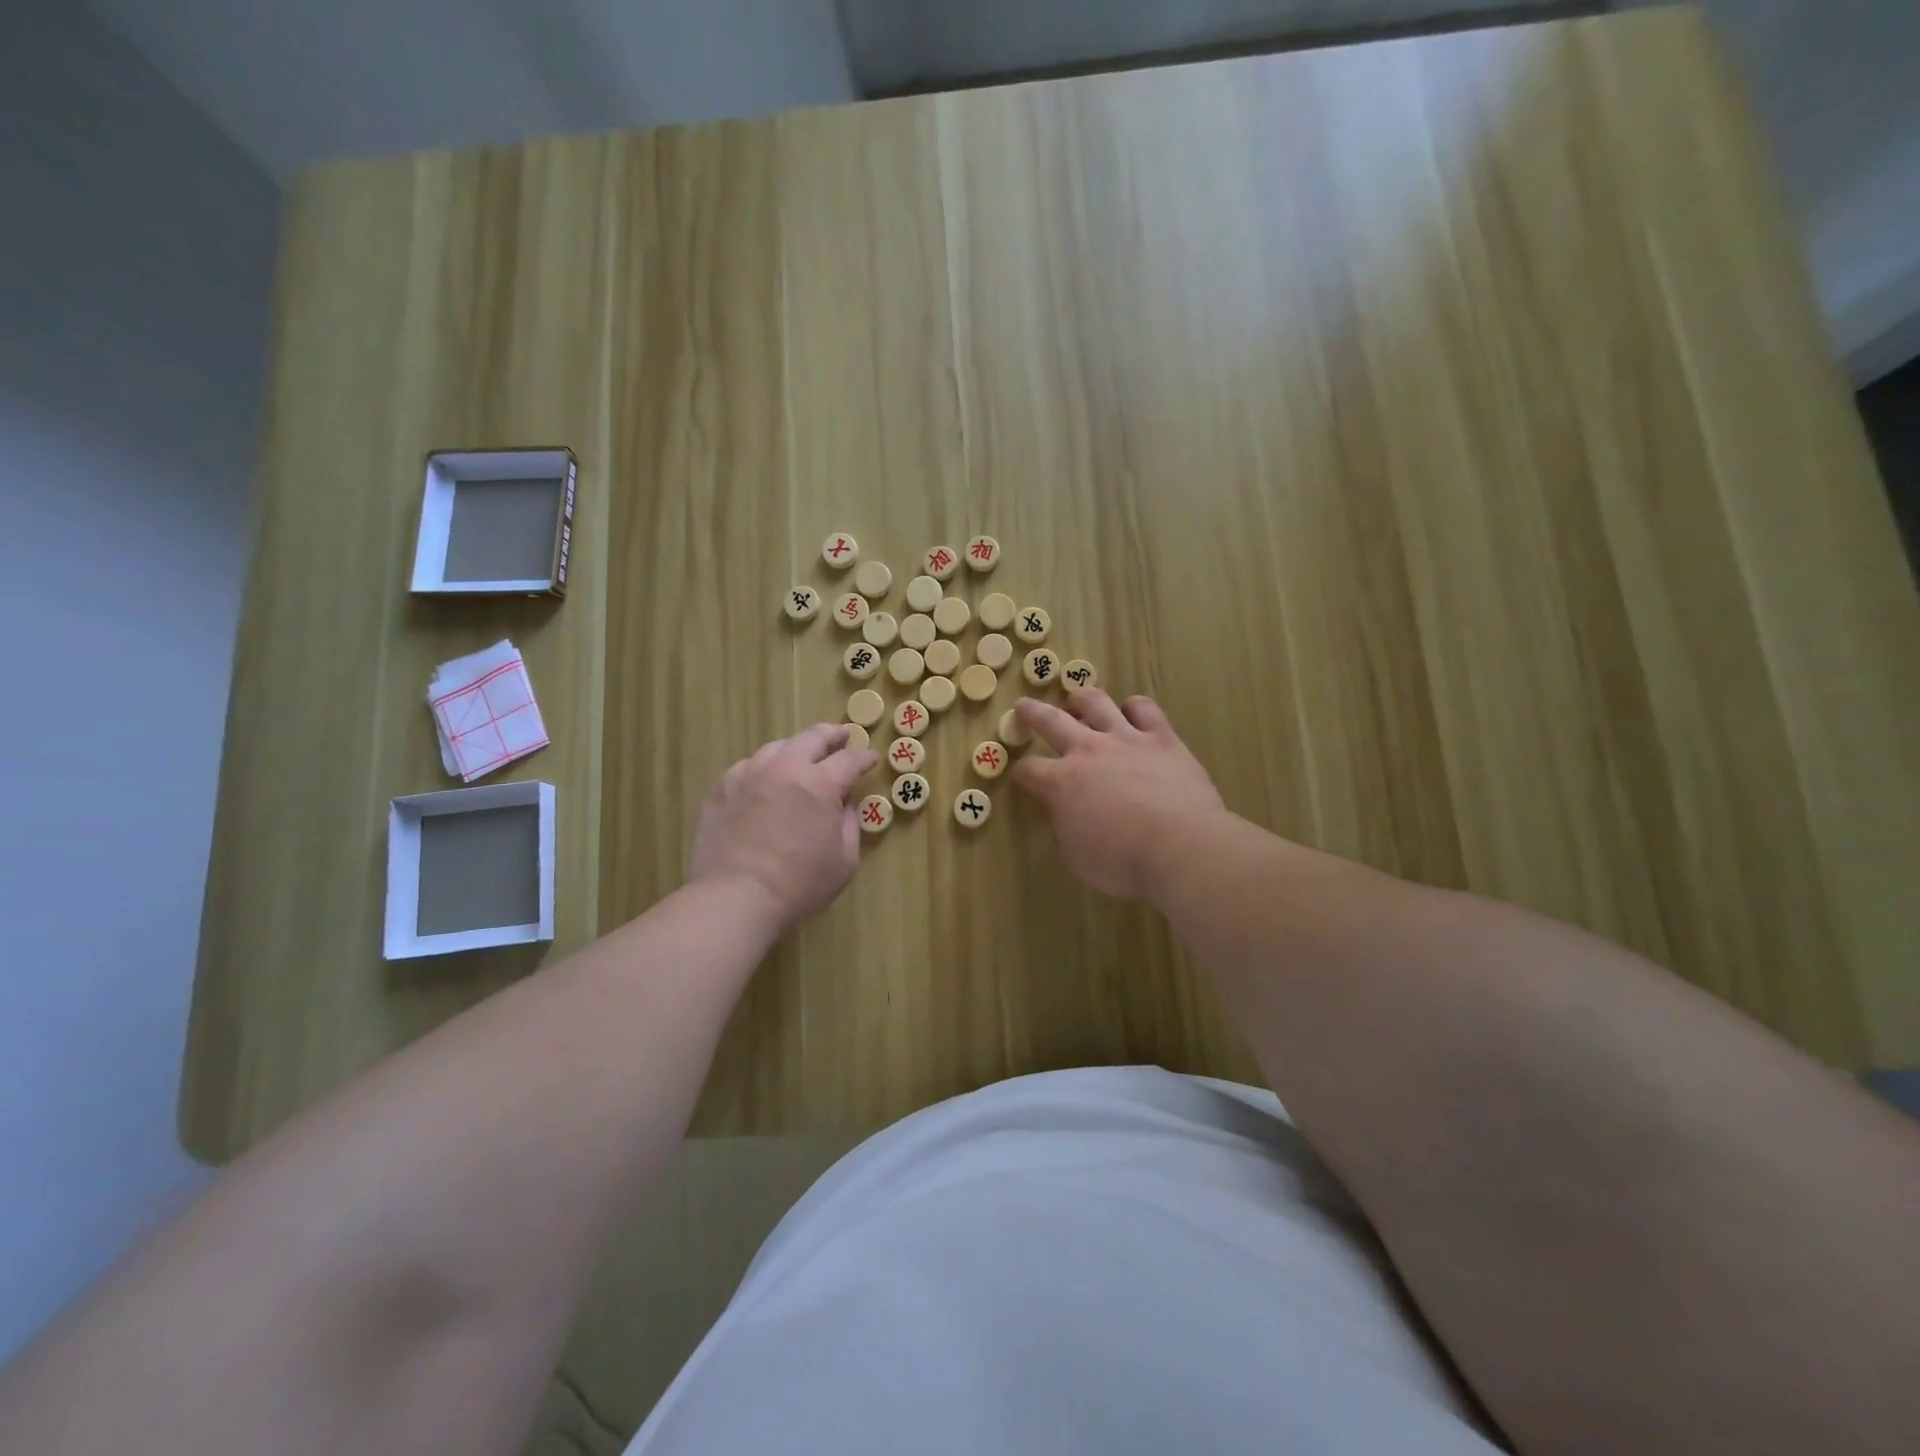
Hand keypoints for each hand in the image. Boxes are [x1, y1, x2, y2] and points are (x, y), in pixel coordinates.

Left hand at [688, 724, 878, 927]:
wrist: (734, 897)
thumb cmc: (799, 885)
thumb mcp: (844, 860)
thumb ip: (849, 824)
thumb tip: (844, 804)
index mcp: (819, 784)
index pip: (849, 760)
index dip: (864, 758)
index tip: (871, 759)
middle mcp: (784, 768)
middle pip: (812, 737)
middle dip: (832, 735)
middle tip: (841, 737)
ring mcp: (748, 774)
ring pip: (776, 747)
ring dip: (795, 749)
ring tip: (800, 758)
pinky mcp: (721, 789)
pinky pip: (748, 767)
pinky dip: (764, 769)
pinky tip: (764, 782)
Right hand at [1012, 690, 1227, 899]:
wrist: (1180, 847)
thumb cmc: (1123, 861)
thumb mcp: (1077, 856)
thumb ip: (1064, 827)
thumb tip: (1062, 812)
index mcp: (1061, 783)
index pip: (1029, 769)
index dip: (1021, 772)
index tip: (1022, 776)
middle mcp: (1088, 751)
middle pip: (1051, 721)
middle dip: (1032, 712)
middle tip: (1023, 705)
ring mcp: (1126, 739)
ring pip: (1096, 702)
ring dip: (1081, 698)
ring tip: (1076, 700)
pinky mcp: (1161, 737)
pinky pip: (1144, 708)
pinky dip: (1134, 707)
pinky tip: (1132, 712)